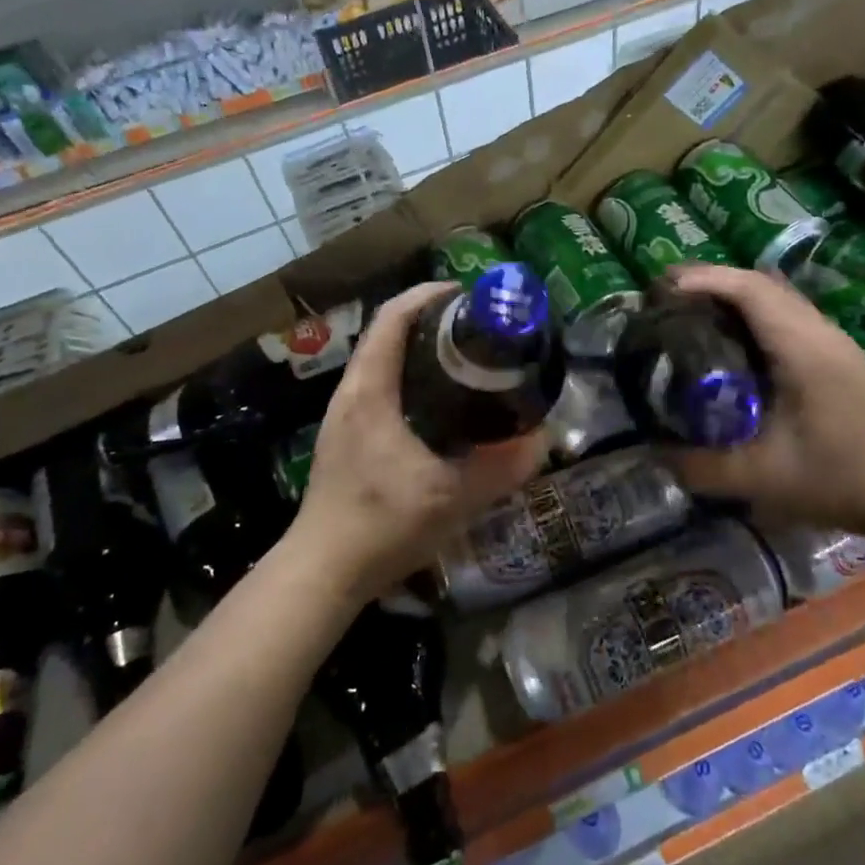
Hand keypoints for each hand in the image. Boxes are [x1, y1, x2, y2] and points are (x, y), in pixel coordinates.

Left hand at [291, 282, 547, 601]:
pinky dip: (407, 376)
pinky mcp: (345, 437)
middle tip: (476, 328)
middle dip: (429, 320)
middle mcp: (351, 393)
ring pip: (380, 361)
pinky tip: (437, 405)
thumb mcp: (452, 497)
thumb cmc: (381, 525)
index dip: (428, 295)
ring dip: (416, 348)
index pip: (392, 318)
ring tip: (463, 359)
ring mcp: (343, 415)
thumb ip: (500, 468)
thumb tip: (542, 439)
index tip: (467, 294)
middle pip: (385, 333)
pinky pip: (377, 387)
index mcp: (370, 391)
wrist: (322, 571)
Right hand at [661, 265, 864, 536]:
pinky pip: (786, 317)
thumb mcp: (761, 478)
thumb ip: (701, 467)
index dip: (703, 279)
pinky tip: (731, 346)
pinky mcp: (837, 357)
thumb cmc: (842, 477)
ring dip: (732, 297)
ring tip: (689, 315)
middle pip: (760, 284)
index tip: (661, 290)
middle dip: (710, 283)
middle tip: (665, 301)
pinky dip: (751, 315)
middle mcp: (818, 332)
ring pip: (775, 298)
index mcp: (801, 347)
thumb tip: (653, 452)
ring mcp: (832, 342)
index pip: (749, 289)